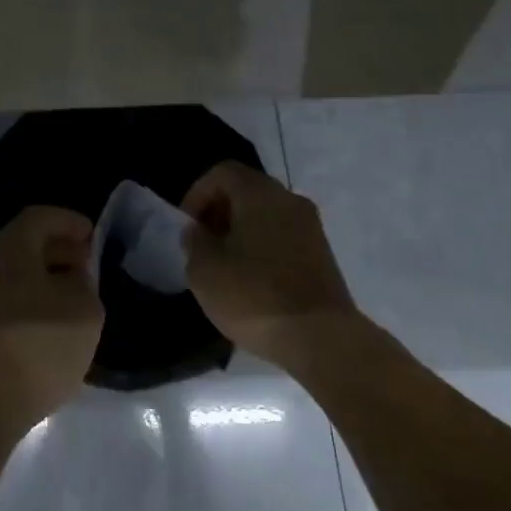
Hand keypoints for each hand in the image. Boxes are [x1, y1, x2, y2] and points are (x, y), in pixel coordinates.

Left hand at [0, 206, 103, 441]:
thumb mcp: (85, 308)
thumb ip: (84, 282)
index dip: (71, 222)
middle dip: (59, 249)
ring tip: (75, 295)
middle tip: (88, 266)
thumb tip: (73, 276)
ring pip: (15, 271)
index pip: (42, 216)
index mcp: (11, 246)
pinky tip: (53, 320)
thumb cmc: (40, 344)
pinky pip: (7, 296)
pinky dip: (31, 298)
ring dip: (45, 276)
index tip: (95, 238)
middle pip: (26, 242)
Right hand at [180, 161, 359, 370]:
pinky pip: (283, 236)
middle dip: (219, 212)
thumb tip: (199, 230)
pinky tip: (252, 281)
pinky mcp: (322, 255)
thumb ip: (195, 242)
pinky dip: (263, 247)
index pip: (223, 172)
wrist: (321, 338)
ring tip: (225, 266)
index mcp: (260, 193)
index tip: (188, 226)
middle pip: (247, 190)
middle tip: (203, 245)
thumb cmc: (254, 296)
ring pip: (267, 214)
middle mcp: (290, 200)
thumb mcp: (205, 270)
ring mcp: (311, 227)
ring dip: (242, 231)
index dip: (197, 193)